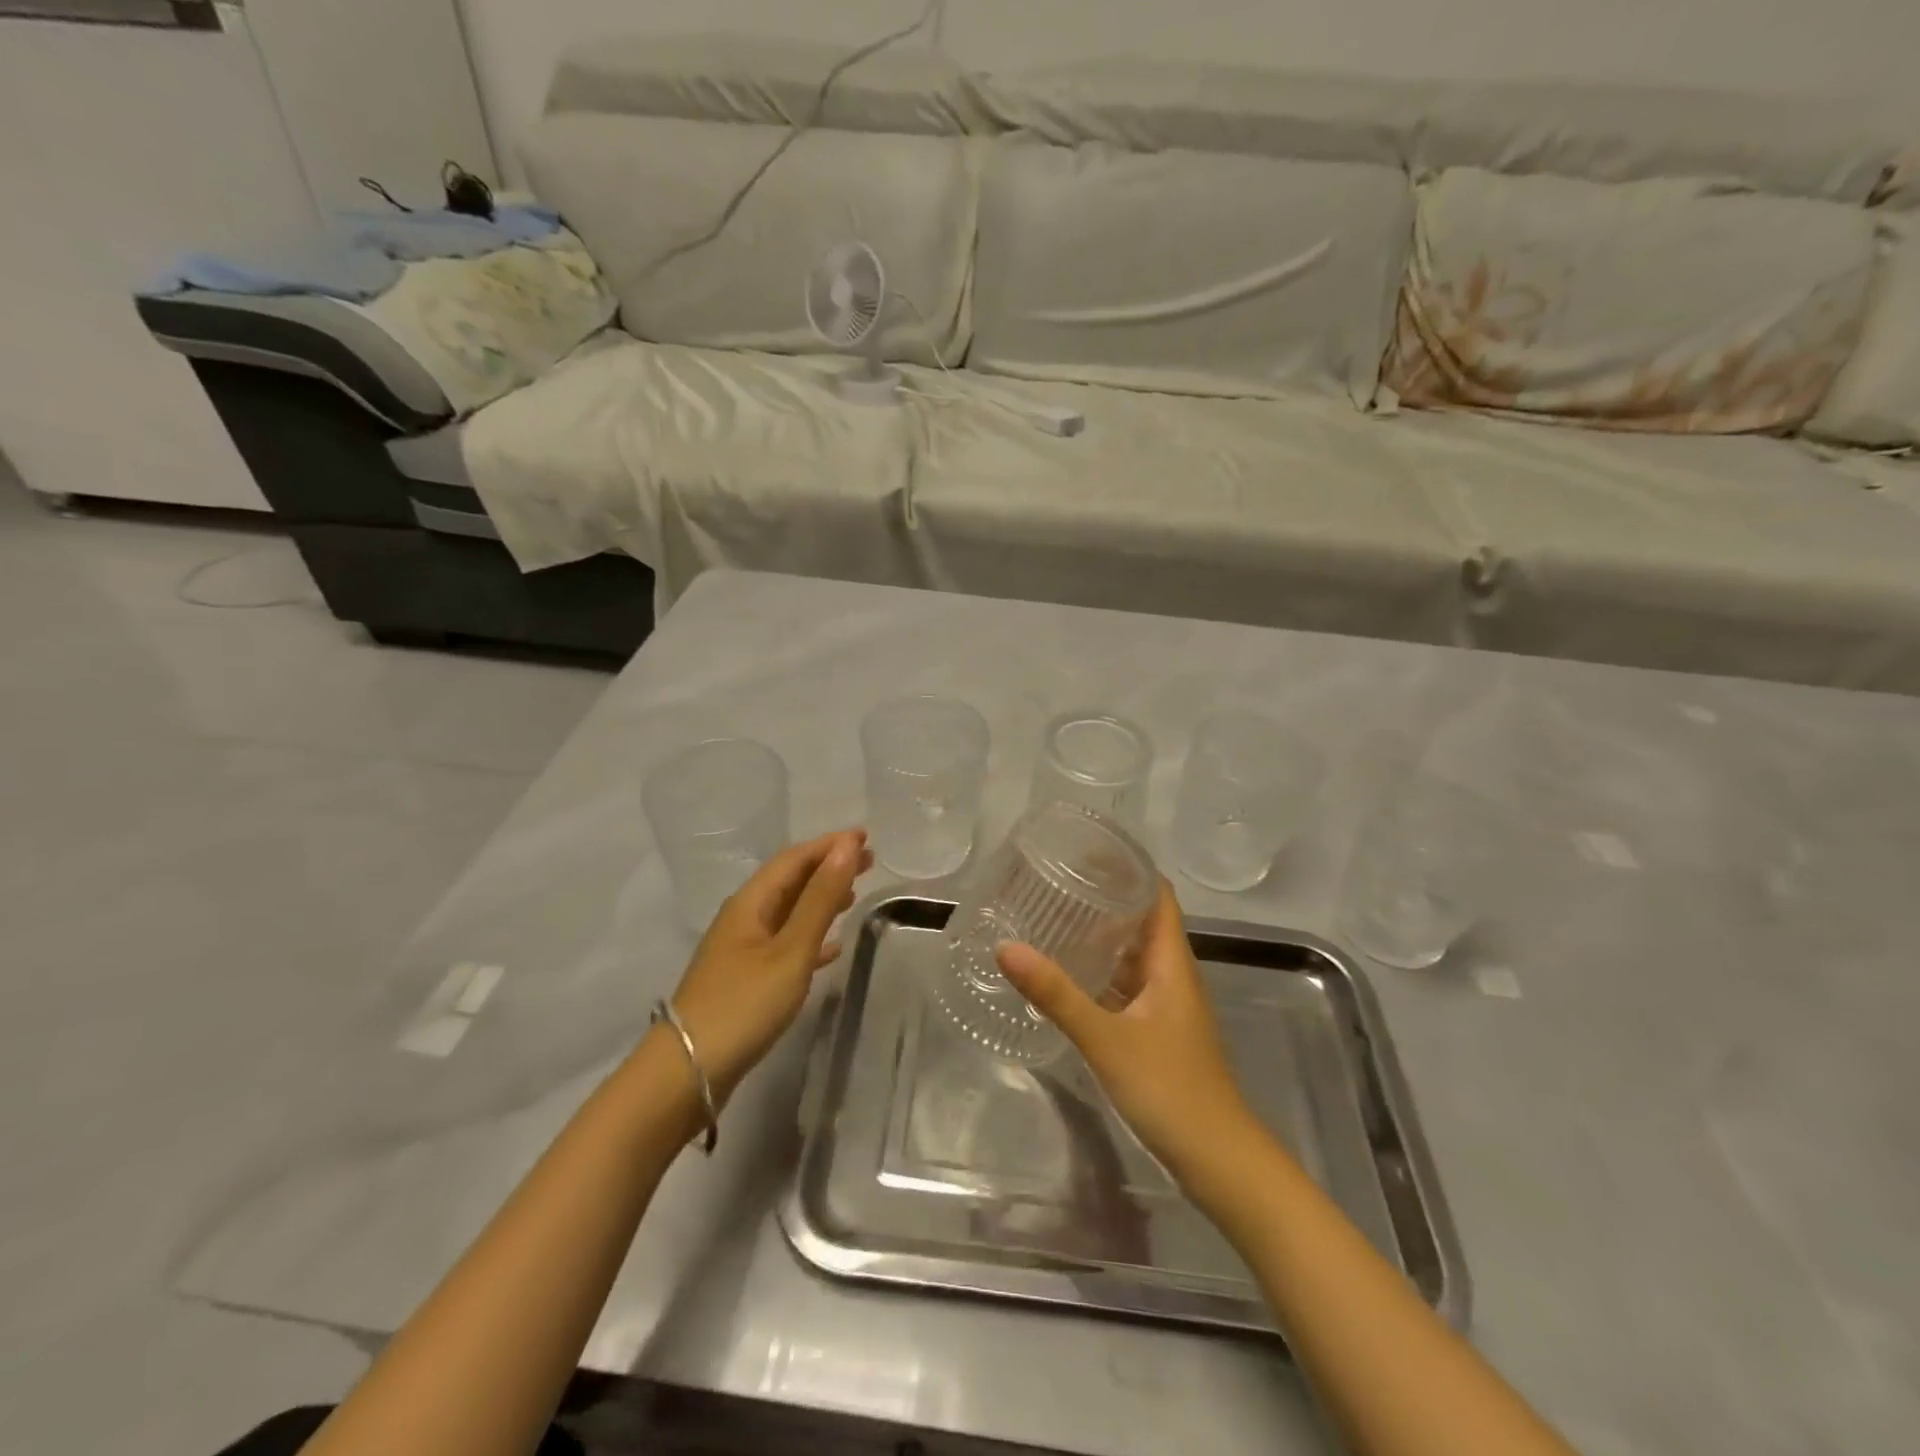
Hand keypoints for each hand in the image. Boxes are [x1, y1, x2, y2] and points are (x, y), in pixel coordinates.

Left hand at [668, 829, 869, 1105]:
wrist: (687, 1072)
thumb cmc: (744, 1004)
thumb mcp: (791, 949)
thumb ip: (820, 898)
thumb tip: (847, 846)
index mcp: (751, 903)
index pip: (794, 859)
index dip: (829, 845)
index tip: (865, 836)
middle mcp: (744, 918)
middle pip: (790, 881)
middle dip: (827, 867)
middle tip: (868, 861)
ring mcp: (741, 949)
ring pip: (788, 911)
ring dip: (820, 898)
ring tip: (854, 895)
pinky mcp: (744, 978)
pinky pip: (784, 942)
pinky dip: (810, 936)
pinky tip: (831, 949)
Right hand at [996, 881, 1256, 1186]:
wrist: (1218, 1160)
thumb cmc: (1169, 1089)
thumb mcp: (1105, 1038)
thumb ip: (1056, 993)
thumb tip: (1006, 947)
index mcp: (1170, 962)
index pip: (1157, 894)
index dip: (1128, 867)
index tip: (1086, 850)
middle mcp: (1172, 975)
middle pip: (1142, 921)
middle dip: (1105, 898)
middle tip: (1056, 881)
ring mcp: (1167, 1006)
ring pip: (1133, 956)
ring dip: (1102, 937)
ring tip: (1054, 919)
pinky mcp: (1158, 1033)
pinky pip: (1127, 987)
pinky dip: (1101, 974)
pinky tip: (1068, 977)